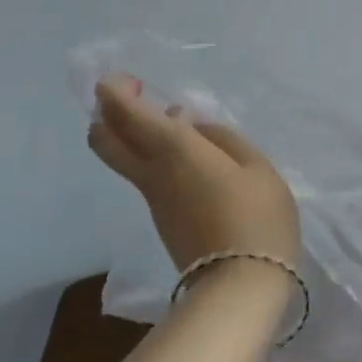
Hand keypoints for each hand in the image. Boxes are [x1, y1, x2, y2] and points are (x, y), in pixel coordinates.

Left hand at [86, 74, 301, 268]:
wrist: (241, 282)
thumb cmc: (257, 216)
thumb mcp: (257, 167)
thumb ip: (224, 139)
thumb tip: (194, 126)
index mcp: (175, 151)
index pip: (126, 115)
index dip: (114, 92)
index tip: (124, 78)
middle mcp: (152, 173)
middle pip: (105, 141)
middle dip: (107, 113)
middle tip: (133, 97)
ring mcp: (154, 199)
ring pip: (124, 159)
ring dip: (134, 135)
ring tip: (176, 124)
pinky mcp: (164, 219)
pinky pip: (148, 176)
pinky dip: (154, 157)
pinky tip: (191, 157)